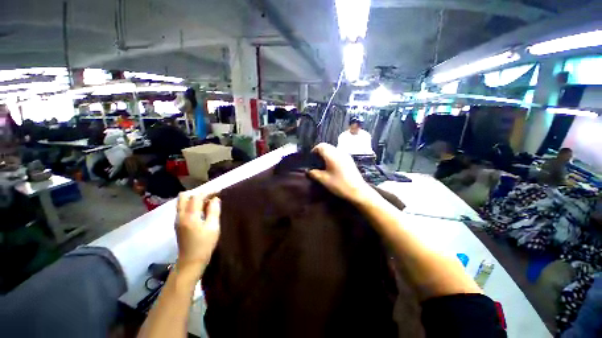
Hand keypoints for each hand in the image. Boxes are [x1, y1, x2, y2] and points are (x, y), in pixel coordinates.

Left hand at [175, 193, 220, 267]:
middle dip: (198, 194)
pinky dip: (192, 205)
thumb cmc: (204, 245)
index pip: (196, 197)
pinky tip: (202, 211)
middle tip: (210, 198)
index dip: (208, 192)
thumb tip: (216, 199)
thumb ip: (214, 211)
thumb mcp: (213, 227)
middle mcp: (180, 215)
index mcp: (189, 216)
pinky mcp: (178, 224)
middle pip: (184, 196)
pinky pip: (183, 208)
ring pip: (182, 202)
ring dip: (194, 199)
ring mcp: (177, 220)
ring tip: (207, 203)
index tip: (218, 191)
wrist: (190, 262)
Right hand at [308, 143, 373, 203]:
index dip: (314, 150)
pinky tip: (332, 167)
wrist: (358, 191)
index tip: (311, 159)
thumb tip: (308, 170)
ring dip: (326, 154)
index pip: (321, 146)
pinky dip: (332, 156)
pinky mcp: (349, 160)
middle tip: (315, 162)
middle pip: (327, 146)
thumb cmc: (339, 185)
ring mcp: (345, 155)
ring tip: (323, 164)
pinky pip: (338, 153)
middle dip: (320, 152)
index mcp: (332, 155)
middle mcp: (339, 152)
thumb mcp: (324, 180)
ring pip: (333, 149)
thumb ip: (314, 173)